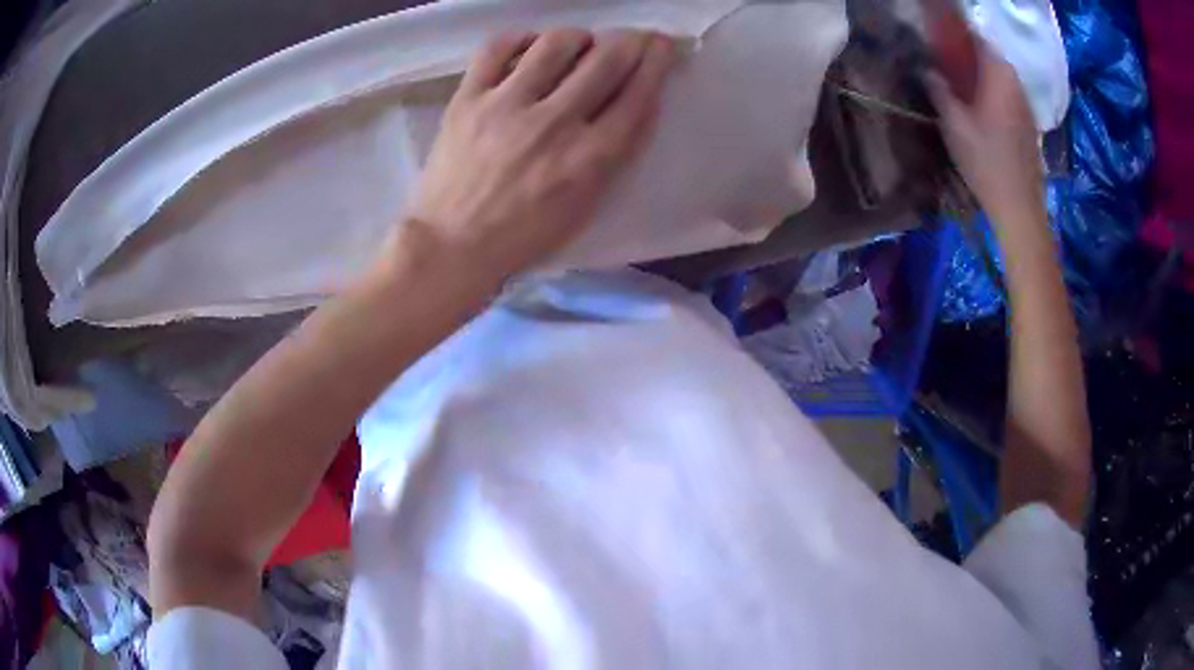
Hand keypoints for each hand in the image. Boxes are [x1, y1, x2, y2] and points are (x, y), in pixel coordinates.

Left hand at [405, 29, 676, 279]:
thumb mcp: (584, 205)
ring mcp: (507, 105)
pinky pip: (497, 47)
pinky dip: (520, 39)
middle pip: (606, 60)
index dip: (656, 62)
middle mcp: (554, 123)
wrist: (451, 246)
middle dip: (630, 40)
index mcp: (589, 158)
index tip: (662, 44)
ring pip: (556, 43)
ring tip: (577, 46)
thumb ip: (613, 153)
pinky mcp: (468, 99)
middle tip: (631, 38)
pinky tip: (529, 48)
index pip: (636, 95)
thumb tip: (631, 101)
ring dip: (578, 37)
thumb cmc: (523, 235)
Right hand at [927, 45, 1043, 221]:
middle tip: (946, 69)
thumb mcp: (954, 124)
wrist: (1019, 207)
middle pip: (991, 59)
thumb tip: (927, 70)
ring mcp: (1025, 107)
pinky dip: (993, 96)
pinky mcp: (1028, 126)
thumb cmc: (986, 162)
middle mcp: (1016, 85)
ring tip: (961, 90)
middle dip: (968, 58)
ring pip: (1001, 79)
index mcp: (999, 76)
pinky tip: (981, 113)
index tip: (938, 44)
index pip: (977, 40)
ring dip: (981, 78)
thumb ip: (939, 90)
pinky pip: (1008, 98)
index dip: (957, 37)